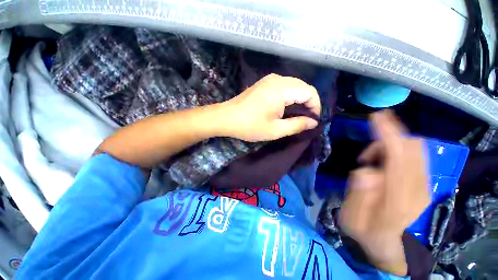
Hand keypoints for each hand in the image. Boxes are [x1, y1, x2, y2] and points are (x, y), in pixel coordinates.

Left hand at [220, 74, 320, 141]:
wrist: (226, 118)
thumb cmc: (250, 126)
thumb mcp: (275, 130)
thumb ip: (297, 125)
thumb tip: (313, 122)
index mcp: (282, 89)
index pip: (310, 92)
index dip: (316, 106)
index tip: (313, 121)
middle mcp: (278, 79)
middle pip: (303, 87)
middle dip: (308, 103)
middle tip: (306, 119)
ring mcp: (269, 79)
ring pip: (294, 86)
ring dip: (299, 99)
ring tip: (297, 115)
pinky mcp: (264, 83)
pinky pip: (284, 86)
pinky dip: (290, 96)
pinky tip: (286, 108)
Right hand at [339, 110, 429, 275]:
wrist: (392, 251)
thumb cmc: (368, 236)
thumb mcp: (353, 220)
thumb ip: (358, 195)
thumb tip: (366, 170)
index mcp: (399, 198)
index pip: (401, 155)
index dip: (389, 132)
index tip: (376, 117)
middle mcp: (418, 188)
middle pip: (413, 147)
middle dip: (389, 138)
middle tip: (366, 154)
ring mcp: (424, 186)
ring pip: (415, 150)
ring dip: (391, 146)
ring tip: (370, 161)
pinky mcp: (423, 185)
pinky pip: (415, 157)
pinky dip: (397, 152)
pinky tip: (381, 165)